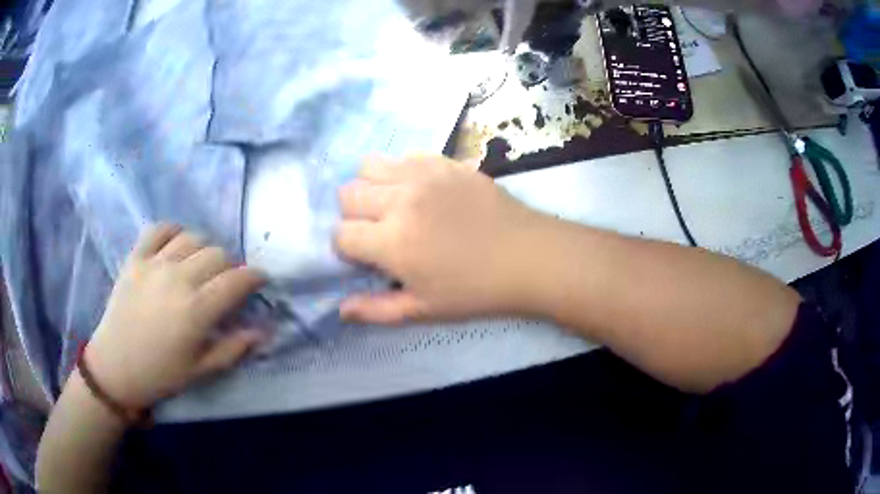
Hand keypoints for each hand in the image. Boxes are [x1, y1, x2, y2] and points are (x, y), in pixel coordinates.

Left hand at [85, 224, 265, 409]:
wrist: (115, 367)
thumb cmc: (161, 374)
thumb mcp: (202, 370)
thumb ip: (234, 348)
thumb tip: (264, 331)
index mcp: (197, 310)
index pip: (237, 280)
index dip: (255, 277)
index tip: (260, 280)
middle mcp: (178, 278)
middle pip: (217, 254)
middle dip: (231, 265)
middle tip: (227, 281)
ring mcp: (154, 264)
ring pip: (192, 238)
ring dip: (205, 248)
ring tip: (202, 263)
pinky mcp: (135, 258)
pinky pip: (158, 229)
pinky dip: (173, 231)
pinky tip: (177, 243)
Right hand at [335, 156, 542, 323]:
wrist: (527, 257)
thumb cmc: (475, 290)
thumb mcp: (424, 310)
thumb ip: (376, 310)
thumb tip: (340, 309)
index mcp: (391, 242)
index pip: (340, 234)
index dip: (347, 248)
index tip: (367, 257)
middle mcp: (399, 200)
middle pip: (347, 194)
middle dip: (353, 215)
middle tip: (378, 230)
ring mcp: (423, 175)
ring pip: (369, 166)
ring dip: (371, 186)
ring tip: (393, 204)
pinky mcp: (445, 162)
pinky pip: (405, 155)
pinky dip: (401, 171)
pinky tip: (420, 189)